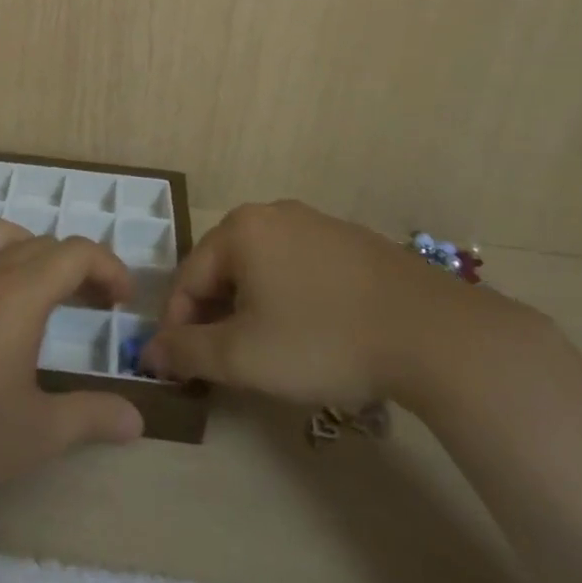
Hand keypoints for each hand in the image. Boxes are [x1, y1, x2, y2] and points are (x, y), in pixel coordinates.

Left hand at [0, 220, 144, 502]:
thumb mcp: (38, 433)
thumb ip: (92, 416)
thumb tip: (137, 419)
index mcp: (20, 294)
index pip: (76, 253)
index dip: (108, 267)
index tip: (122, 300)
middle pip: (45, 244)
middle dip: (79, 266)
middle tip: (97, 304)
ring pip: (4, 238)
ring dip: (36, 253)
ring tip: (48, 291)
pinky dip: (0, 262)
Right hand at [141, 200, 534, 411]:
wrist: (433, 333)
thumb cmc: (322, 339)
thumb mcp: (243, 356)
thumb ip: (187, 352)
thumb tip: (149, 352)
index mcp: (240, 229)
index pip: (188, 277)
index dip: (177, 326)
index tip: (180, 369)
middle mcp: (273, 213)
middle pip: (223, 268)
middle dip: (214, 316)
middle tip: (219, 364)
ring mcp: (317, 223)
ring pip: (262, 268)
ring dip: (249, 309)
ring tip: (262, 352)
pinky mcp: (352, 242)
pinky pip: (299, 268)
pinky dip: (287, 299)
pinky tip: (308, 333)